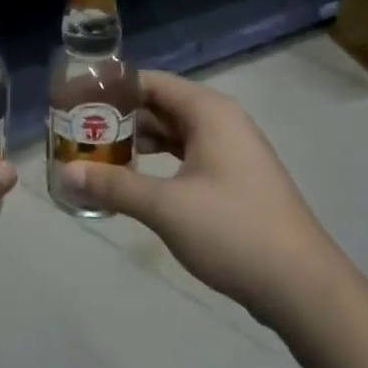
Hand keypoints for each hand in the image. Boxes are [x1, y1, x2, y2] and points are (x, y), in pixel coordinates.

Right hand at [63, 72, 337, 325]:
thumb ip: (114, 185)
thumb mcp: (166, 206)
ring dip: (138, 144)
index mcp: (209, 112)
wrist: (301, 286)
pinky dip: (159, 164)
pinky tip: (133, 182)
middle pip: (161, 107)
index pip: (151, 82)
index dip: (112, 89)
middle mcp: (222, 122)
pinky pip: (187, 158)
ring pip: (174, 135)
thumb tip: (66, 173)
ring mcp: (231, 152)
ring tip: (96, 157)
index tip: (74, 101)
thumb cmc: (232, 230)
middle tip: (77, 133)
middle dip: (120, 120)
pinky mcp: (234, 181)